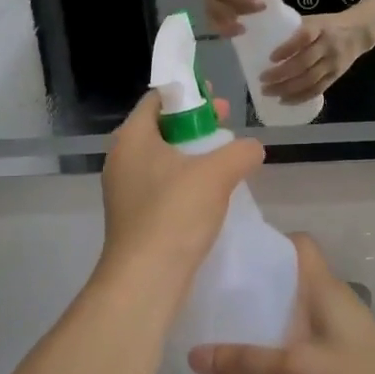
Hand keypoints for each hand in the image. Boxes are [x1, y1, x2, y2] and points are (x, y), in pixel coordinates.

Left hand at [98, 92, 263, 297]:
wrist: (146, 279)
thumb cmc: (175, 214)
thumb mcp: (217, 174)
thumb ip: (240, 152)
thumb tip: (252, 148)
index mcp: (132, 138)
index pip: (157, 99)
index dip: (188, 93)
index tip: (217, 100)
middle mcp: (122, 159)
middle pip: (161, 128)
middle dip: (196, 124)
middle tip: (227, 125)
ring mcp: (125, 190)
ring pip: (163, 159)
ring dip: (193, 154)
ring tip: (225, 159)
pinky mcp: (134, 216)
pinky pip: (162, 185)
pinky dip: (185, 180)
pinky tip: (210, 193)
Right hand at [188, 235, 374, 373]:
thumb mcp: (294, 369)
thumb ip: (245, 361)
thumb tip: (194, 354)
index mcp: (324, 286)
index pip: (298, 243)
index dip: (269, 241)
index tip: (234, 254)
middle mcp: (332, 298)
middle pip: (292, 275)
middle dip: (259, 281)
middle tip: (219, 292)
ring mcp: (340, 327)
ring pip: (298, 306)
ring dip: (270, 313)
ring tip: (230, 325)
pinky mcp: (343, 354)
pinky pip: (305, 334)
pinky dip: (283, 339)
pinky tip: (260, 360)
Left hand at [261, 16, 370, 104]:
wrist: (359, 32)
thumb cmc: (328, 24)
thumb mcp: (314, 20)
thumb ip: (294, 29)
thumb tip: (263, 38)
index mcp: (320, 28)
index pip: (304, 37)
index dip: (287, 48)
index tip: (270, 58)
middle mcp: (328, 46)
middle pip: (304, 63)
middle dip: (281, 74)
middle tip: (262, 80)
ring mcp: (333, 63)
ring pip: (309, 80)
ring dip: (287, 89)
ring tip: (269, 92)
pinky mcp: (335, 76)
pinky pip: (317, 90)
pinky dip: (300, 97)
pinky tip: (285, 100)